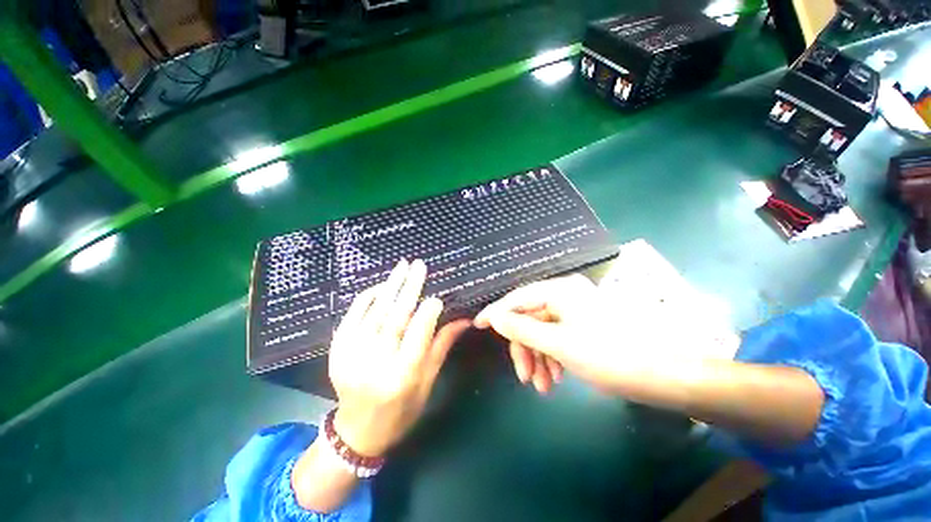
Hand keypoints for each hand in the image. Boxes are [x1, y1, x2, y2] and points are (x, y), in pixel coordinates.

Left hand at [329, 259, 469, 456]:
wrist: (357, 432)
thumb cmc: (401, 410)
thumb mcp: (428, 382)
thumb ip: (442, 346)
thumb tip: (463, 320)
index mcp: (403, 375)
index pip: (419, 332)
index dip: (429, 310)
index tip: (437, 296)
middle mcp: (377, 362)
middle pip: (396, 316)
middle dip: (410, 287)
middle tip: (419, 265)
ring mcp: (352, 354)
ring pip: (375, 311)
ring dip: (390, 286)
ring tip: (402, 266)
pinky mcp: (337, 350)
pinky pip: (352, 316)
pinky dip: (366, 298)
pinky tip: (380, 286)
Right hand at [474, 273, 663, 395]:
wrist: (665, 374)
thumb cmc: (609, 354)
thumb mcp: (558, 343)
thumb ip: (521, 328)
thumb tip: (493, 317)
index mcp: (560, 290)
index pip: (518, 298)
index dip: (496, 312)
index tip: (477, 325)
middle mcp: (565, 296)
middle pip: (530, 318)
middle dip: (524, 348)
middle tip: (523, 377)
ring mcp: (575, 311)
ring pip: (543, 332)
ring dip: (538, 358)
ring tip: (541, 386)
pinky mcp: (583, 327)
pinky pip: (557, 338)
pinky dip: (552, 358)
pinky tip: (555, 378)